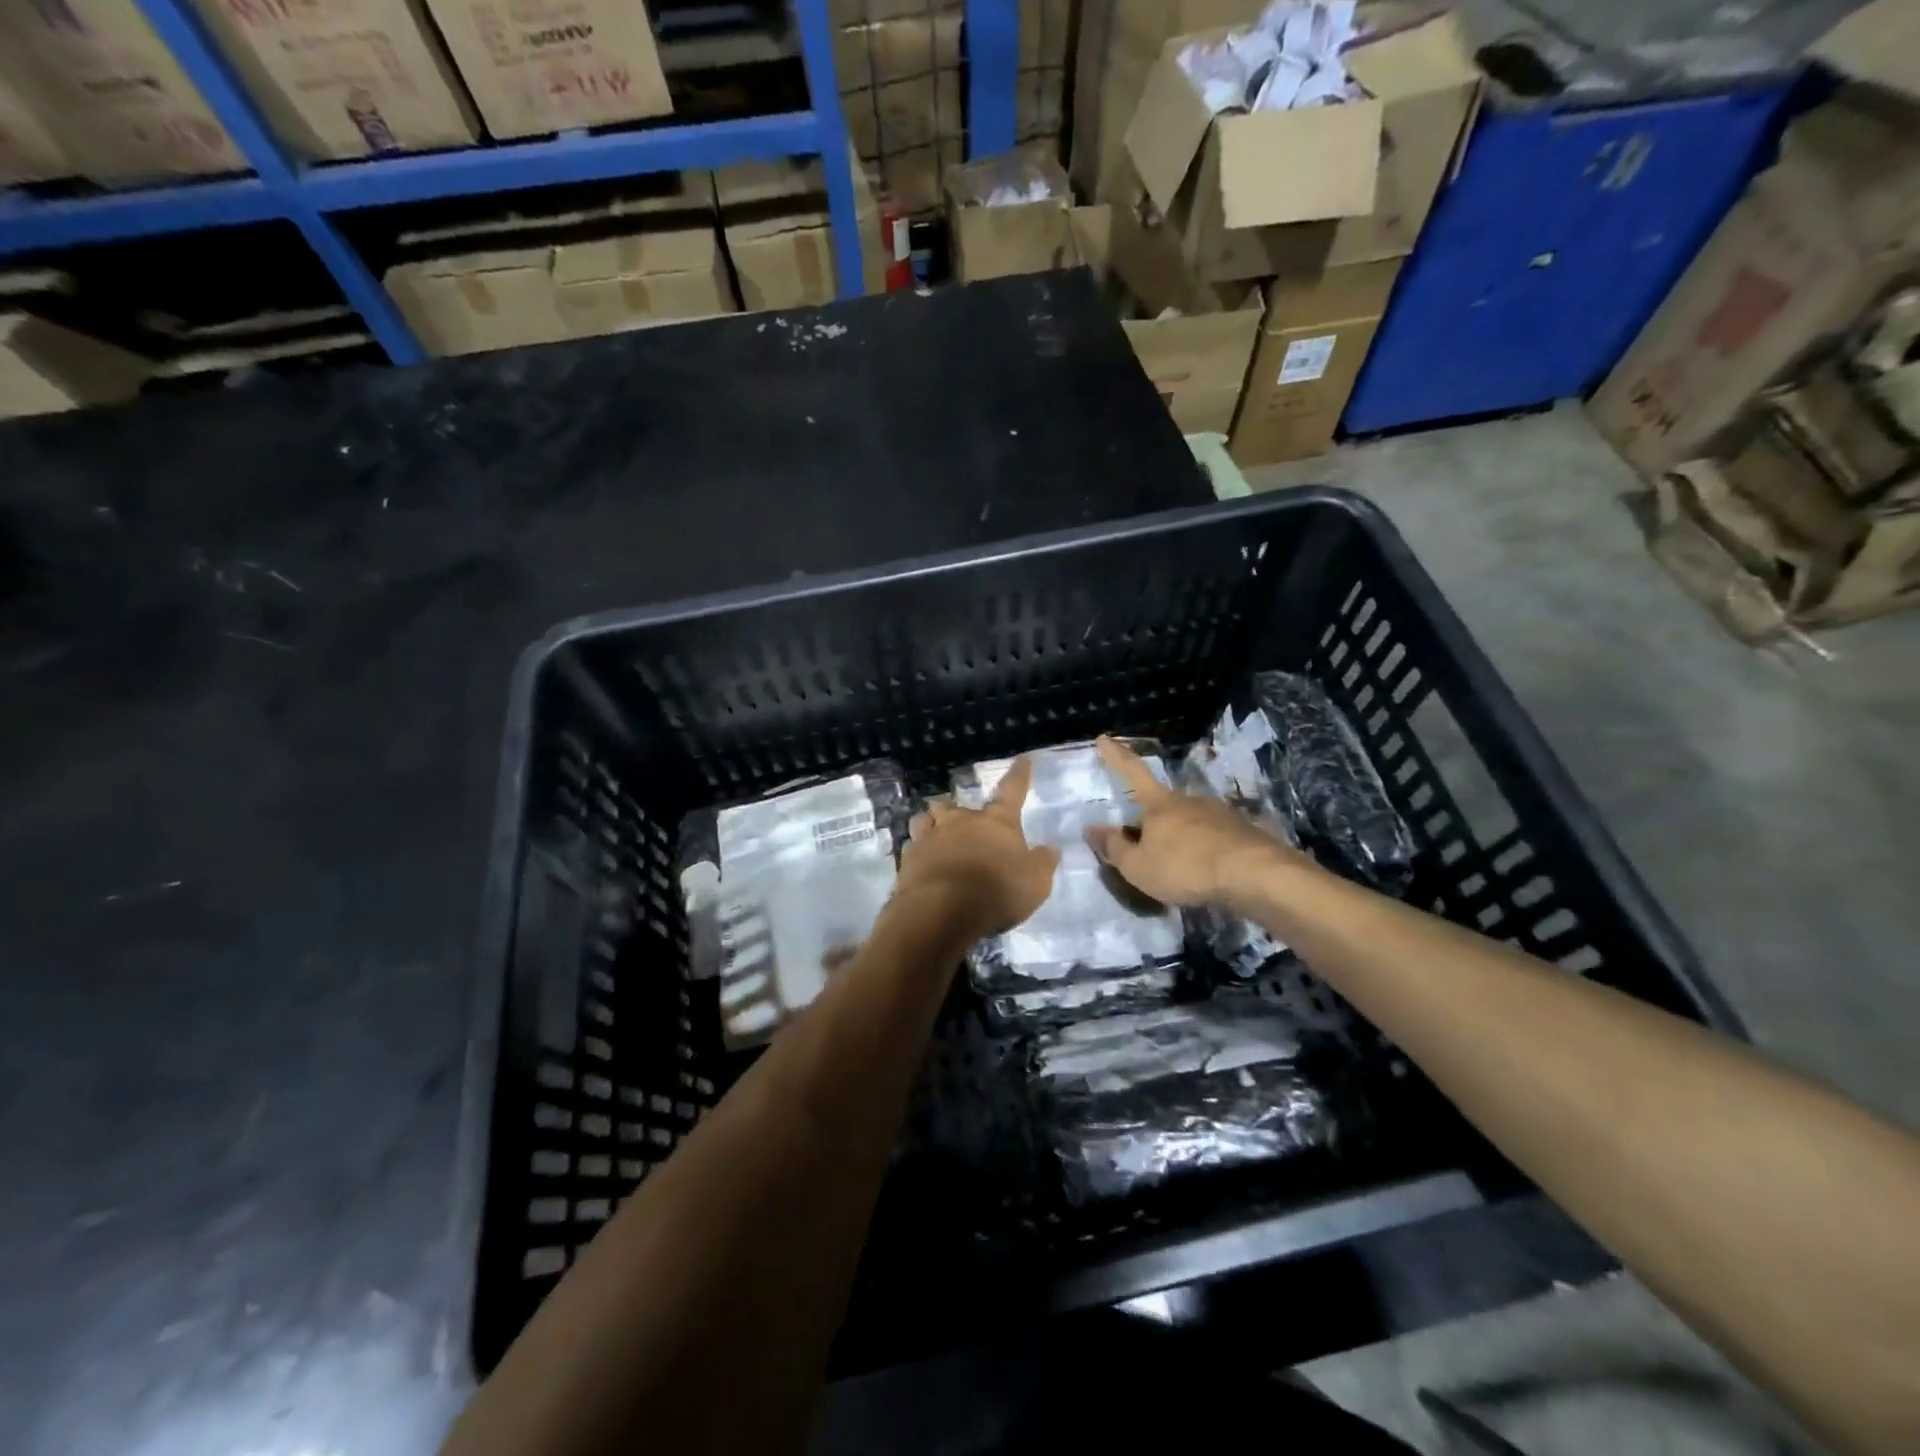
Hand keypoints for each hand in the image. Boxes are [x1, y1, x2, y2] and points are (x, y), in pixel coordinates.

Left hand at [895, 756, 1060, 942]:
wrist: (942, 911)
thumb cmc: (996, 892)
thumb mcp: (1035, 883)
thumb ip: (1043, 863)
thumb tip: (1051, 848)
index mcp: (997, 822)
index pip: (1012, 790)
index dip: (1019, 775)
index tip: (1023, 759)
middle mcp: (961, 821)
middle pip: (956, 805)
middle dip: (959, 811)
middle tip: (964, 825)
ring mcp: (931, 837)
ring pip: (926, 819)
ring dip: (932, 824)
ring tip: (936, 835)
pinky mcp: (908, 858)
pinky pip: (912, 846)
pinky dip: (918, 851)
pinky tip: (921, 863)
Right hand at [1085, 735, 1299, 908]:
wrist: (1254, 875)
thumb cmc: (1185, 868)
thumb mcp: (1138, 866)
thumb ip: (1114, 848)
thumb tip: (1091, 829)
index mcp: (1159, 804)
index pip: (1133, 772)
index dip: (1117, 756)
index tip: (1105, 738)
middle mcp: (1188, 800)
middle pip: (1162, 803)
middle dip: (1150, 817)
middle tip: (1141, 839)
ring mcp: (1219, 813)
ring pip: (1189, 820)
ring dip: (1179, 836)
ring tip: (1175, 864)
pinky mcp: (1242, 831)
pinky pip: (1213, 837)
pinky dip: (1203, 849)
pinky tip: (1204, 870)